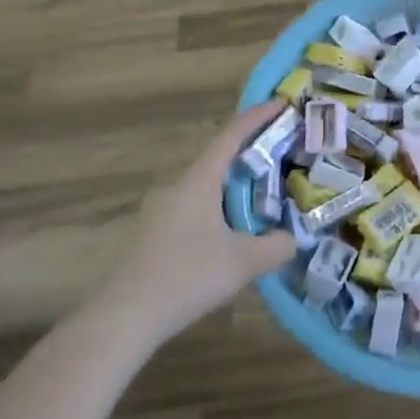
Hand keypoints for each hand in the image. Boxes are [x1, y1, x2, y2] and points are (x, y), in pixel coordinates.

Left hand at [98, 102, 296, 342]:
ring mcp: (168, 210)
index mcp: (200, 181)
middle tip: (287, 149)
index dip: (259, 116)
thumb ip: (277, 246)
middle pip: (222, 156)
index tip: (284, 102)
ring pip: (211, 184)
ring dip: (241, 181)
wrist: (126, 316)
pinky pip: (203, 206)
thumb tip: (293, 238)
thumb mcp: (244, 261)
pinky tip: (241, 228)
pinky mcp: (162, 234)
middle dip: (254, 149)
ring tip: (272, 189)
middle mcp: (182, 187)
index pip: (232, 135)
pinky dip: (227, 204)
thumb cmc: (187, 276)